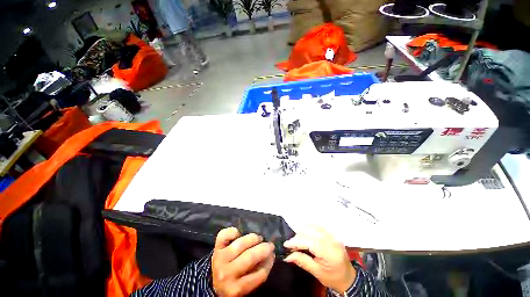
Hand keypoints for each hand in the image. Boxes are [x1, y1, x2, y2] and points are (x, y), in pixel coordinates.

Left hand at [212, 227, 274, 296]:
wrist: (213, 282)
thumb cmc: (235, 282)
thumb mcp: (246, 284)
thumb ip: (258, 272)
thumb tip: (271, 255)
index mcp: (236, 289)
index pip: (258, 275)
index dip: (268, 263)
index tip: (273, 255)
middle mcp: (226, 274)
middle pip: (249, 257)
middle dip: (263, 248)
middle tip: (270, 244)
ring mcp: (220, 258)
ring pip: (239, 244)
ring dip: (252, 238)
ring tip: (258, 238)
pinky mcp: (216, 247)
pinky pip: (224, 235)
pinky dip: (233, 231)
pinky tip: (239, 233)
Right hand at [283, 227, 355, 292]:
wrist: (348, 277)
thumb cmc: (332, 278)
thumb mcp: (317, 272)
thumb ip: (302, 261)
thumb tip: (287, 256)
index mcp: (330, 254)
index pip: (309, 242)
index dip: (296, 242)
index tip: (286, 244)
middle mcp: (332, 241)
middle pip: (311, 233)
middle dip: (298, 236)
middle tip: (291, 244)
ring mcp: (333, 236)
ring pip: (314, 227)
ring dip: (303, 230)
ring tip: (296, 238)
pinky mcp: (332, 234)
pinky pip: (319, 226)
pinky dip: (310, 225)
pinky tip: (304, 228)